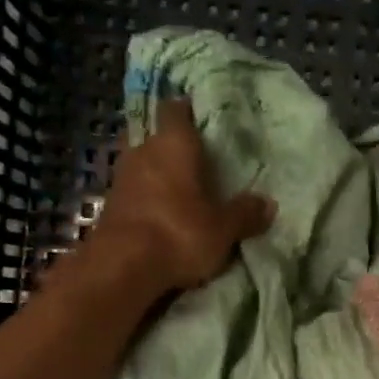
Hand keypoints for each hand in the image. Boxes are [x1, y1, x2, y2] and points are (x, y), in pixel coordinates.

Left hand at [83, 97, 273, 299]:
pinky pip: (135, 194)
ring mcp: (122, 178)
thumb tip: (268, 204)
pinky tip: (163, 216)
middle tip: (200, 164)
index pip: (177, 110)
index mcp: (173, 143)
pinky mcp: (109, 206)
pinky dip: (148, 201)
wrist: (121, 268)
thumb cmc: (178, 233)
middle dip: (177, 150)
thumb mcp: (223, 229)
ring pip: (146, 167)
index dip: (189, 111)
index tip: (202, 118)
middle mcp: (143, 151)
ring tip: (184, 193)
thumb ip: (244, 214)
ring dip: (161, 178)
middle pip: (160, 140)